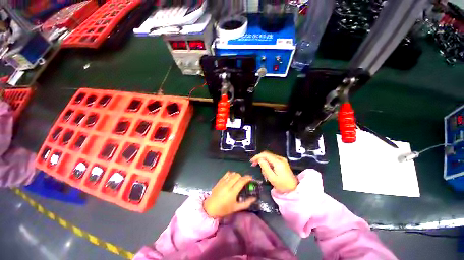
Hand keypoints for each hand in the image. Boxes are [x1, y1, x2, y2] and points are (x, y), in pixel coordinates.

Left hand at [204, 172, 256, 218]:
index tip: (251, 178)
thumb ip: (246, 203)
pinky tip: (231, 179)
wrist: (210, 208)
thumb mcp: (236, 208)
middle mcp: (228, 185)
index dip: (247, 178)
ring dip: (236, 175)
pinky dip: (231, 174)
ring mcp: (223, 182)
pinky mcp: (219, 181)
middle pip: (237, 175)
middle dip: (242, 177)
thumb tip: (254, 198)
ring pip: (232, 173)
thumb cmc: (224, 209)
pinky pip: (227, 174)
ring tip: (237, 180)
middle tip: (243, 181)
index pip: (241, 181)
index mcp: (232, 192)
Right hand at [250, 151, 297, 192]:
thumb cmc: (282, 185)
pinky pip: (272, 160)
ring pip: (269, 157)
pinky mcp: (282, 162)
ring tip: (263, 172)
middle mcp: (280, 158)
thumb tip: (260, 159)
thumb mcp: (272, 177)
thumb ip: (265, 167)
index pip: (265, 154)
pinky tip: (267, 171)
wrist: (294, 188)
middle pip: (267, 155)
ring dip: (264, 162)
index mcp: (278, 162)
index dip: (257, 156)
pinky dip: (268, 164)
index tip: (252, 161)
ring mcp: (282, 160)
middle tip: (254, 165)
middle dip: (259, 159)